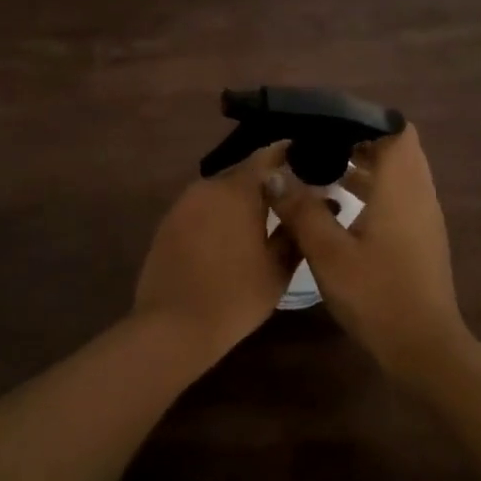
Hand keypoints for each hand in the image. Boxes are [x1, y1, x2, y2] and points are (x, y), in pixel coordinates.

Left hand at [132, 142, 297, 361]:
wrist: (173, 326)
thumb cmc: (236, 296)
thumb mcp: (278, 268)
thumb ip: (294, 228)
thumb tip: (311, 204)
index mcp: (238, 190)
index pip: (268, 156)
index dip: (288, 154)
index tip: (307, 158)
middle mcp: (208, 186)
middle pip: (243, 172)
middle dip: (266, 180)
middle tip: (289, 195)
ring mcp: (184, 203)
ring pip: (220, 190)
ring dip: (240, 198)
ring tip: (262, 215)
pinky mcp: (168, 222)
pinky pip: (202, 206)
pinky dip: (219, 212)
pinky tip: (230, 234)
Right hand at [264, 124, 471, 382]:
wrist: (424, 348)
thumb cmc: (377, 295)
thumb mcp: (329, 253)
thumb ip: (301, 210)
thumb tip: (273, 176)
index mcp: (401, 188)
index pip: (396, 130)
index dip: (365, 119)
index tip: (329, 122)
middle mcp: (419, 193)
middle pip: (397, 148)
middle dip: (360, 139)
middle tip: (320, 142)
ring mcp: (424, 217)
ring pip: (398, 173)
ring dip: (366, 164)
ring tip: (323, 167)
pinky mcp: (421, 237)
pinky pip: (399, 195)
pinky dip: (374, 188)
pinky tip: (341, 204)